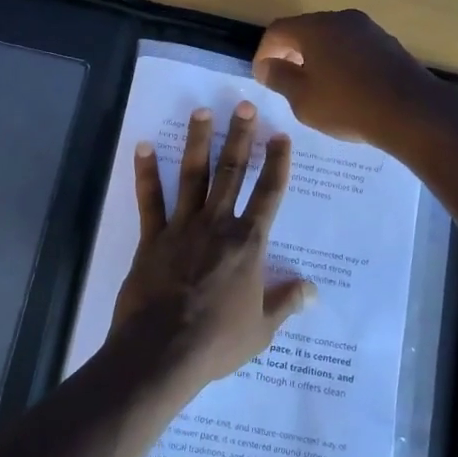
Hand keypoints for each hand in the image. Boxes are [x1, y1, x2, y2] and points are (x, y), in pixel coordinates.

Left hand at [110, 101, 314, 387]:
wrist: (164, 350)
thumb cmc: (219, 340)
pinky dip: (146, 173)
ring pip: (193, 176)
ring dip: (198, 142)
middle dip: (240, 137)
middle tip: (243, 106)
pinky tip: (144, 146)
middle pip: (232, 173)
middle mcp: (217, 224)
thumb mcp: (262, 328)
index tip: (280, 136)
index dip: (277, 163)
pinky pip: (150, 200)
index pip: (269, 194)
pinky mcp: (153, 237)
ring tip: (201, 112)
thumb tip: (313, 289)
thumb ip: (286, 302)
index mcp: (248, 243)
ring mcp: (182, 227)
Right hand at [252, 10, 448, 148]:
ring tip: (314, 85)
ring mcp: (368, 29)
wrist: (412, 112)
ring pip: (331, 37)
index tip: (262, 76)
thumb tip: (268, 65)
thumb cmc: (348, 105)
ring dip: (316, 56)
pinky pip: (353, 46)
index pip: (278, 30)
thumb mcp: (303, 99)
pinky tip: (344, 86)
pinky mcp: (388, 43)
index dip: (264, 52)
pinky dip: (340, 60)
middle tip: (284, 79)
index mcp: (315, 28)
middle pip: (305, 29)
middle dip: (290, 52)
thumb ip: (280, 78)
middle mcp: (341, 19)